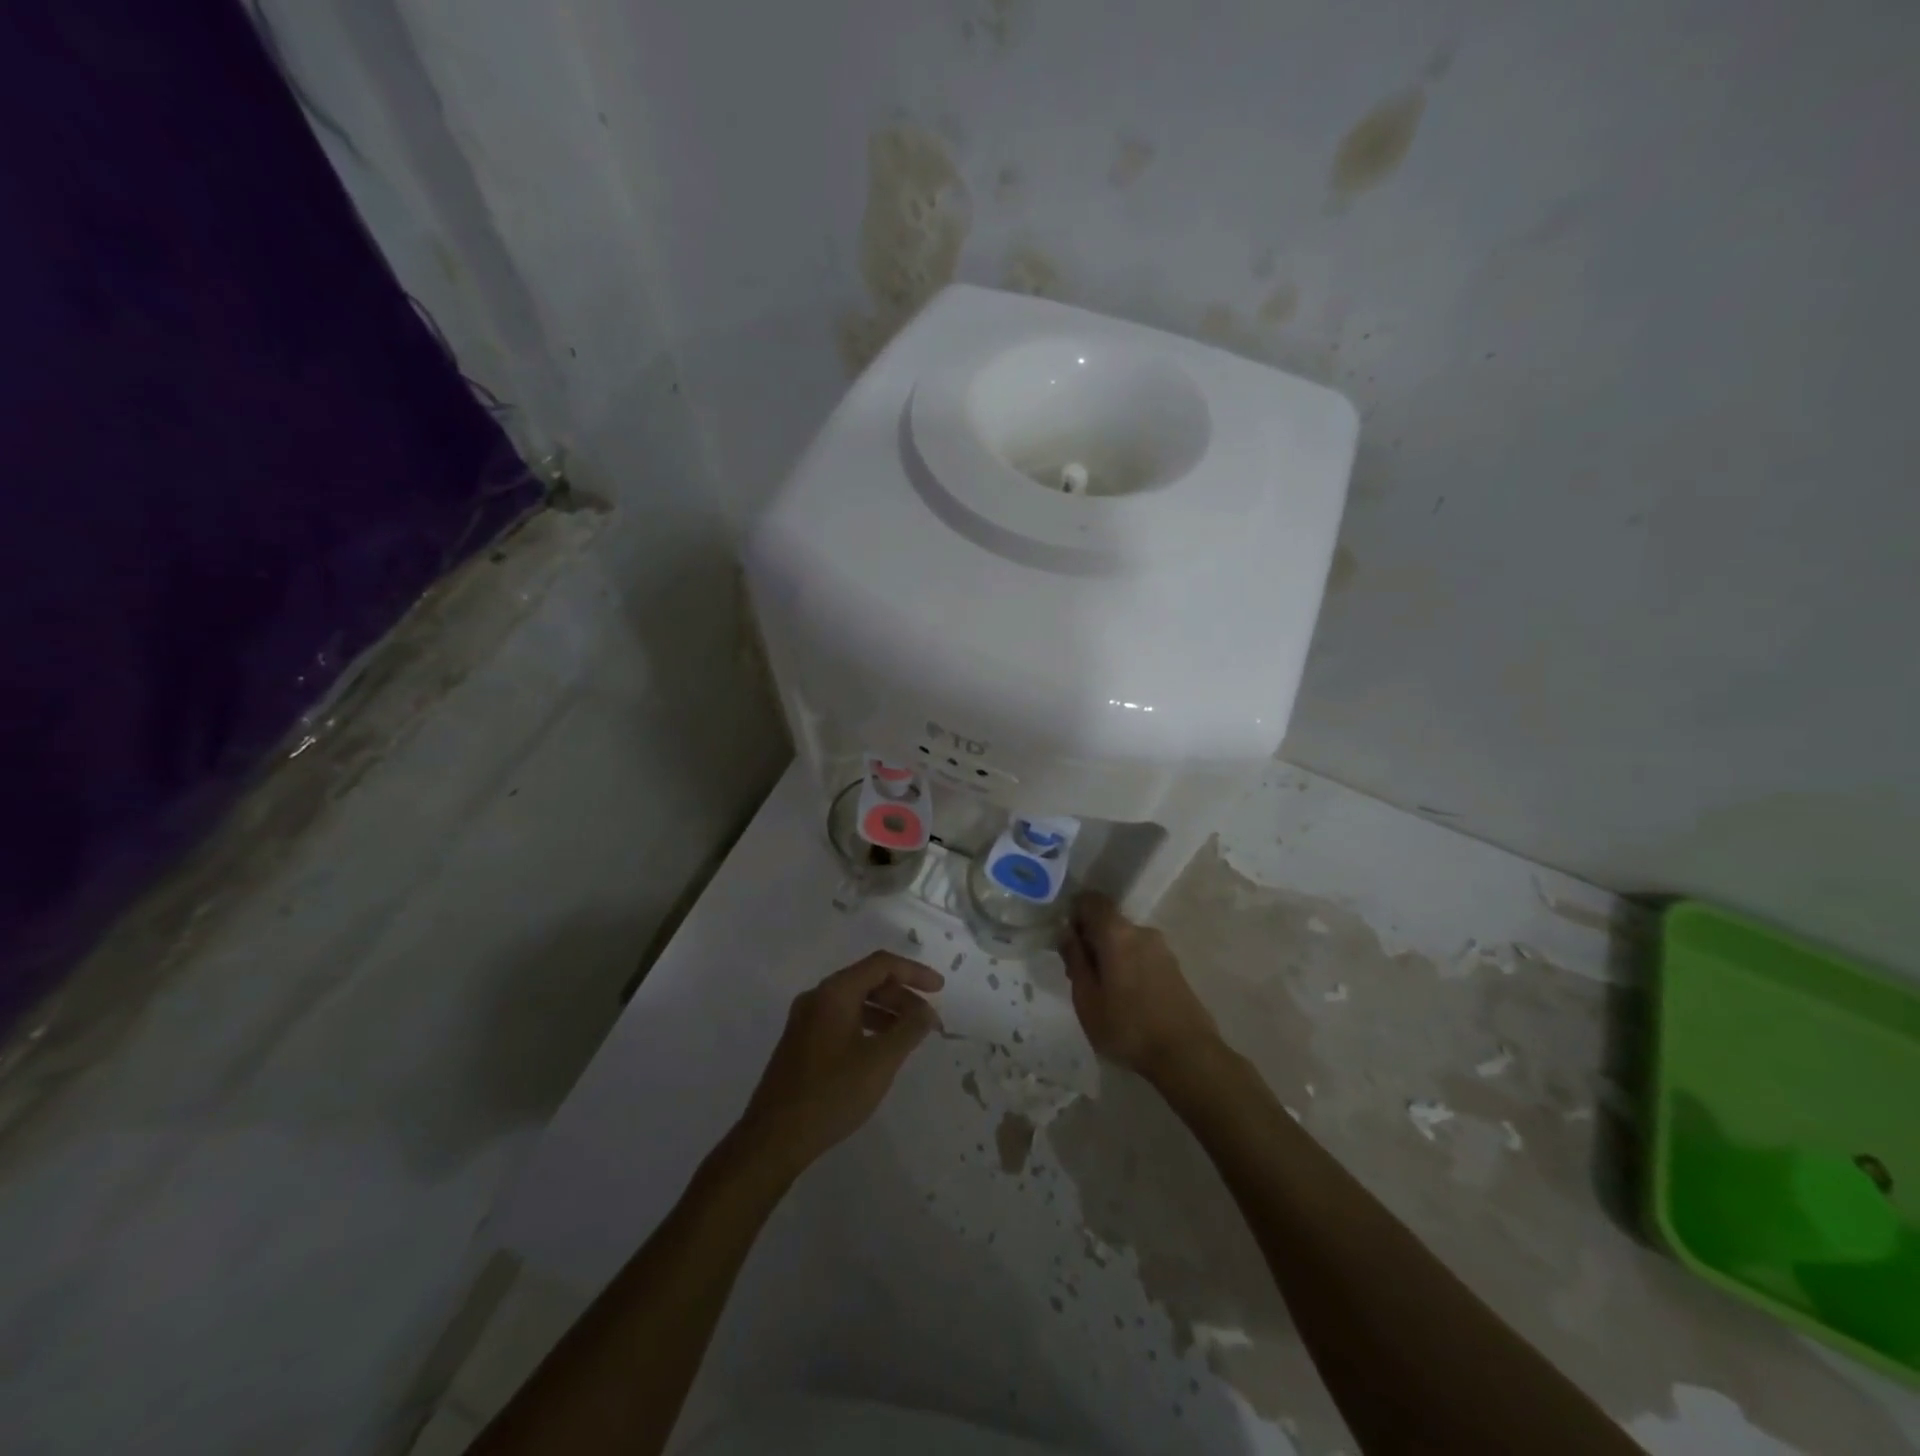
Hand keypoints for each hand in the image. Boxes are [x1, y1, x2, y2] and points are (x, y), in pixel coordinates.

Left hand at [737, 952, 943, 1172]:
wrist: (773, 1138)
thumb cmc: (831, 1094)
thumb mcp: (880, 1061)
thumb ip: (909, 1030)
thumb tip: (926, 1011)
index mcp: (834, 992)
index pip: (881, 965)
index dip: (914, 972)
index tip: (940, 989)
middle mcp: (817, 997)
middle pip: (867, 980)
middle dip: (902, 996)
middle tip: (928, 1021)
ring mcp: (805, 1020)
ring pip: (854, 1001)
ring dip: (886, 1012)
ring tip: (910, 1036)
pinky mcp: (801, 1042)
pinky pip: (842, 1019)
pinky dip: (867, 1025)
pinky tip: (881, 1049)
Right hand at [1061, 893, 1222, 1082]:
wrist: (1187, 1055)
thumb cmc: (1127, 1026)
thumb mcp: (1087, 998)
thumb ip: (1075, 959)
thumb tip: (1066, 931)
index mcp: (1117, 933)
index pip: (1092, 900)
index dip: (1075, 914)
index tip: (1067, 942)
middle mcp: (1142, 931)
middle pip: (1109, 922)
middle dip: (1091, 941)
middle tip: (1080, 977)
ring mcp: (1163, 949)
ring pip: (1126, 940)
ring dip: (1110, 956)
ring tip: (1104, 994)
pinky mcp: (1175, 968)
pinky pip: (1142, 955)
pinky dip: (1128, 966)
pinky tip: (1127, 999)